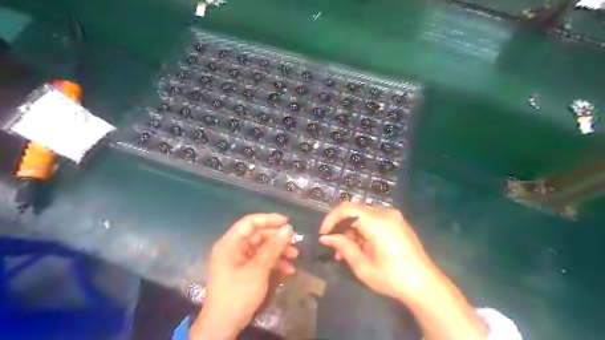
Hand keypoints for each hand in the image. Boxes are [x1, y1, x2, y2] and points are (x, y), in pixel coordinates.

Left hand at [190, 214, 297, 337]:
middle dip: (277, 238)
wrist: (223, 325)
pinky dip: (274, 262)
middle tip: (294, 242)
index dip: (269, 219)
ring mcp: (239, 259)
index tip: (288, 222)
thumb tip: (288, 229)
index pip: (250, 222)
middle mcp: (234, 248)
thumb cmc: (237, 294)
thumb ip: (273, 248)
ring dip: (278, 251)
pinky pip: (261, 259)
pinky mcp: (244, 269)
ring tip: (295, 255)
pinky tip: (289, 269)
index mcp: (230, 243)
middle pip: (258, 235)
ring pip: (262, 247)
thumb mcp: (257, 270)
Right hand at [319, 202, 432, 299]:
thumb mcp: (362, 266)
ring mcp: (393, 216)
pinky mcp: (397, 222)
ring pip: (363, 216)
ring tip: (346, 252)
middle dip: (341, 227)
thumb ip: (343, 247)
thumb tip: (325, 238)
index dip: (331, 219)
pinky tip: (361, 247)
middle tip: (334, 247)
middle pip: (354, 211)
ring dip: (352, 231)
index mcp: (376, 221)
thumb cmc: (392, 278)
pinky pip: (374, 221)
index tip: (324, 234)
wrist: (425, 285)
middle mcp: (385, 213)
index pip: (346, 208)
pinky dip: (363, 231)